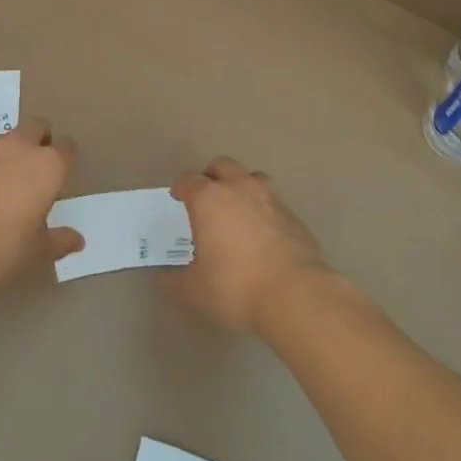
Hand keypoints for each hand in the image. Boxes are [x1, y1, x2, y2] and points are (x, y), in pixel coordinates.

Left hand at [0, 117, 82, 285]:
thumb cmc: (3, 245)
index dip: (67, 158)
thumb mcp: (37, 251)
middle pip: (37, 126)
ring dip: (9, 154)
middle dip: (40, 139)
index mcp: (48, 166)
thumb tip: (77, 240)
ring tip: (4, 184)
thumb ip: (59, 241)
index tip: (63, 174)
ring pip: (5, 140)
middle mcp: (19, 149)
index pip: (67, 147)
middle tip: (37, 167)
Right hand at [163, 157, 330, 333]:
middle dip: (211, 176)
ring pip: (252, 177)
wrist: (295, 294)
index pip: (189, 179)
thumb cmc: (236, 287)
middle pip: (222, 165)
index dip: (181, 188)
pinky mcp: (293, 215)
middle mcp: (240, 189)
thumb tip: (164, 278)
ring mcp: (271, 198)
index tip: (178, 198)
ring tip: (237, 210)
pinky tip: (263, 235)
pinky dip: (263, 210)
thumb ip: (175, 281)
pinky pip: (273, 202)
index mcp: (209, 199)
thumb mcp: (194, 290)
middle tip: (206, 198)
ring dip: (241, 186)